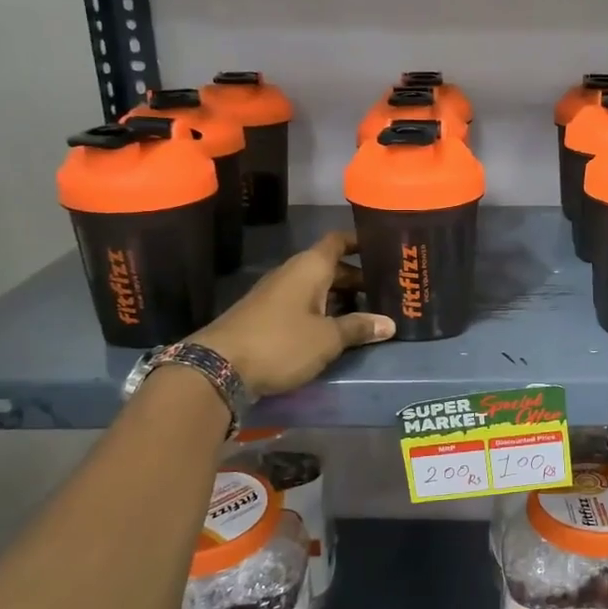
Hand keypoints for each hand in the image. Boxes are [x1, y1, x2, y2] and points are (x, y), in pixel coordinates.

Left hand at [189, 232, 393, 398]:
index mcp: (309, 267)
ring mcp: (277, 295)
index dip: (360, 241)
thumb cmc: (281, 342)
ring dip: (341, 298)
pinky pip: (304, 305)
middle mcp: (293, 274)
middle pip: (331, 267)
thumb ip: (358, 328)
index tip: (384, 248)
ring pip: (317, 288)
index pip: (338, 241)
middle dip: (358, 278)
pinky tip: (337, 330)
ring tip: (369, 314)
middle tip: (387, 292)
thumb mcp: (327, 338)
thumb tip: (389, 323)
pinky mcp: (267, 316)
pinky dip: (323, 312)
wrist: (219, 367)